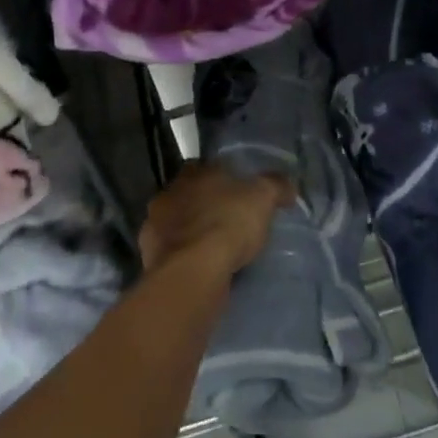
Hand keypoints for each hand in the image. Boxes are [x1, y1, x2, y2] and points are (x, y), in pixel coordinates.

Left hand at [139, 163, 293, 277]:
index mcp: (194, 172)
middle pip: (187, 194)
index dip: (220, 178)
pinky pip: (169, 251)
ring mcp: (155, 224)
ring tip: (211, 248)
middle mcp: (169, 192)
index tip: (235, 192)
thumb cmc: (228, 223)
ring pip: (175, 223)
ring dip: (189, 231)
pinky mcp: (149, 255)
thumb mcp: (263, 199)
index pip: (204, 166)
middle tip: (224, 220)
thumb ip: (275, 186)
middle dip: (202, 204)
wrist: (192, 270)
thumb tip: (289, 185)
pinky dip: (181, 256)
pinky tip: (196, 267)